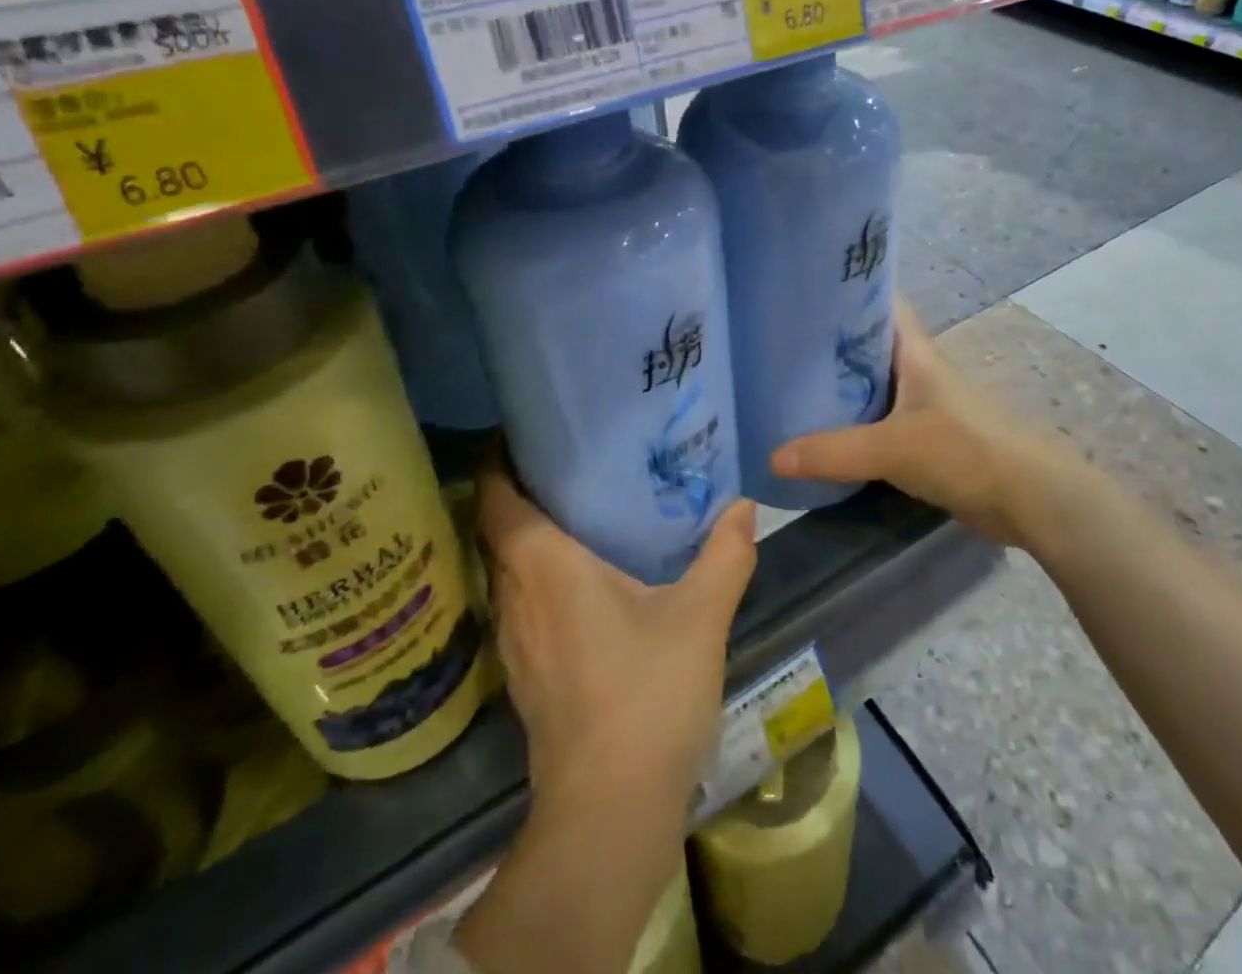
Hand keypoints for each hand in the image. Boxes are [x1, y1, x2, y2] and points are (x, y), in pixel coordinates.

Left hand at [477, 446, 757, 820]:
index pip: (497, 498)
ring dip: (526, 536)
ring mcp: (514, 641)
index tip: (522, 430)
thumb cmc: (647, 696)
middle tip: (563, 458)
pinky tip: (578, 581)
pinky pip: (519, 602)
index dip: (497, 459)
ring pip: (505, 569)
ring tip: (572, 507)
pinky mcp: (525, 674)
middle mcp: (516, 597)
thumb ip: (726, 554)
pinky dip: (536, 576)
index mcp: (546, 568)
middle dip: (518, 491)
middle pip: (497, 529)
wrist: (608, 811)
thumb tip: (744, 506)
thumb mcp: (701, 617)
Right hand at [770, 300, 1063, 546]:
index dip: (848, 293)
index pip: (881, 304)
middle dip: (832, 346)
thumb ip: (833, 451)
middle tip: (782, 348)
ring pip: (877, 386)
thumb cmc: (964, 450)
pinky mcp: (931, 439)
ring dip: (844, 389)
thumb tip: (773, 457)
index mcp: (916, 353)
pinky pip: (885, 423)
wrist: (1031, 498)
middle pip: (871, 346)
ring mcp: (928, 406)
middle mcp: (921, 371)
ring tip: (793, 390)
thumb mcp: (892, 447)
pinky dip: (859, 426)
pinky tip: (829, 437)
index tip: (804, 295)